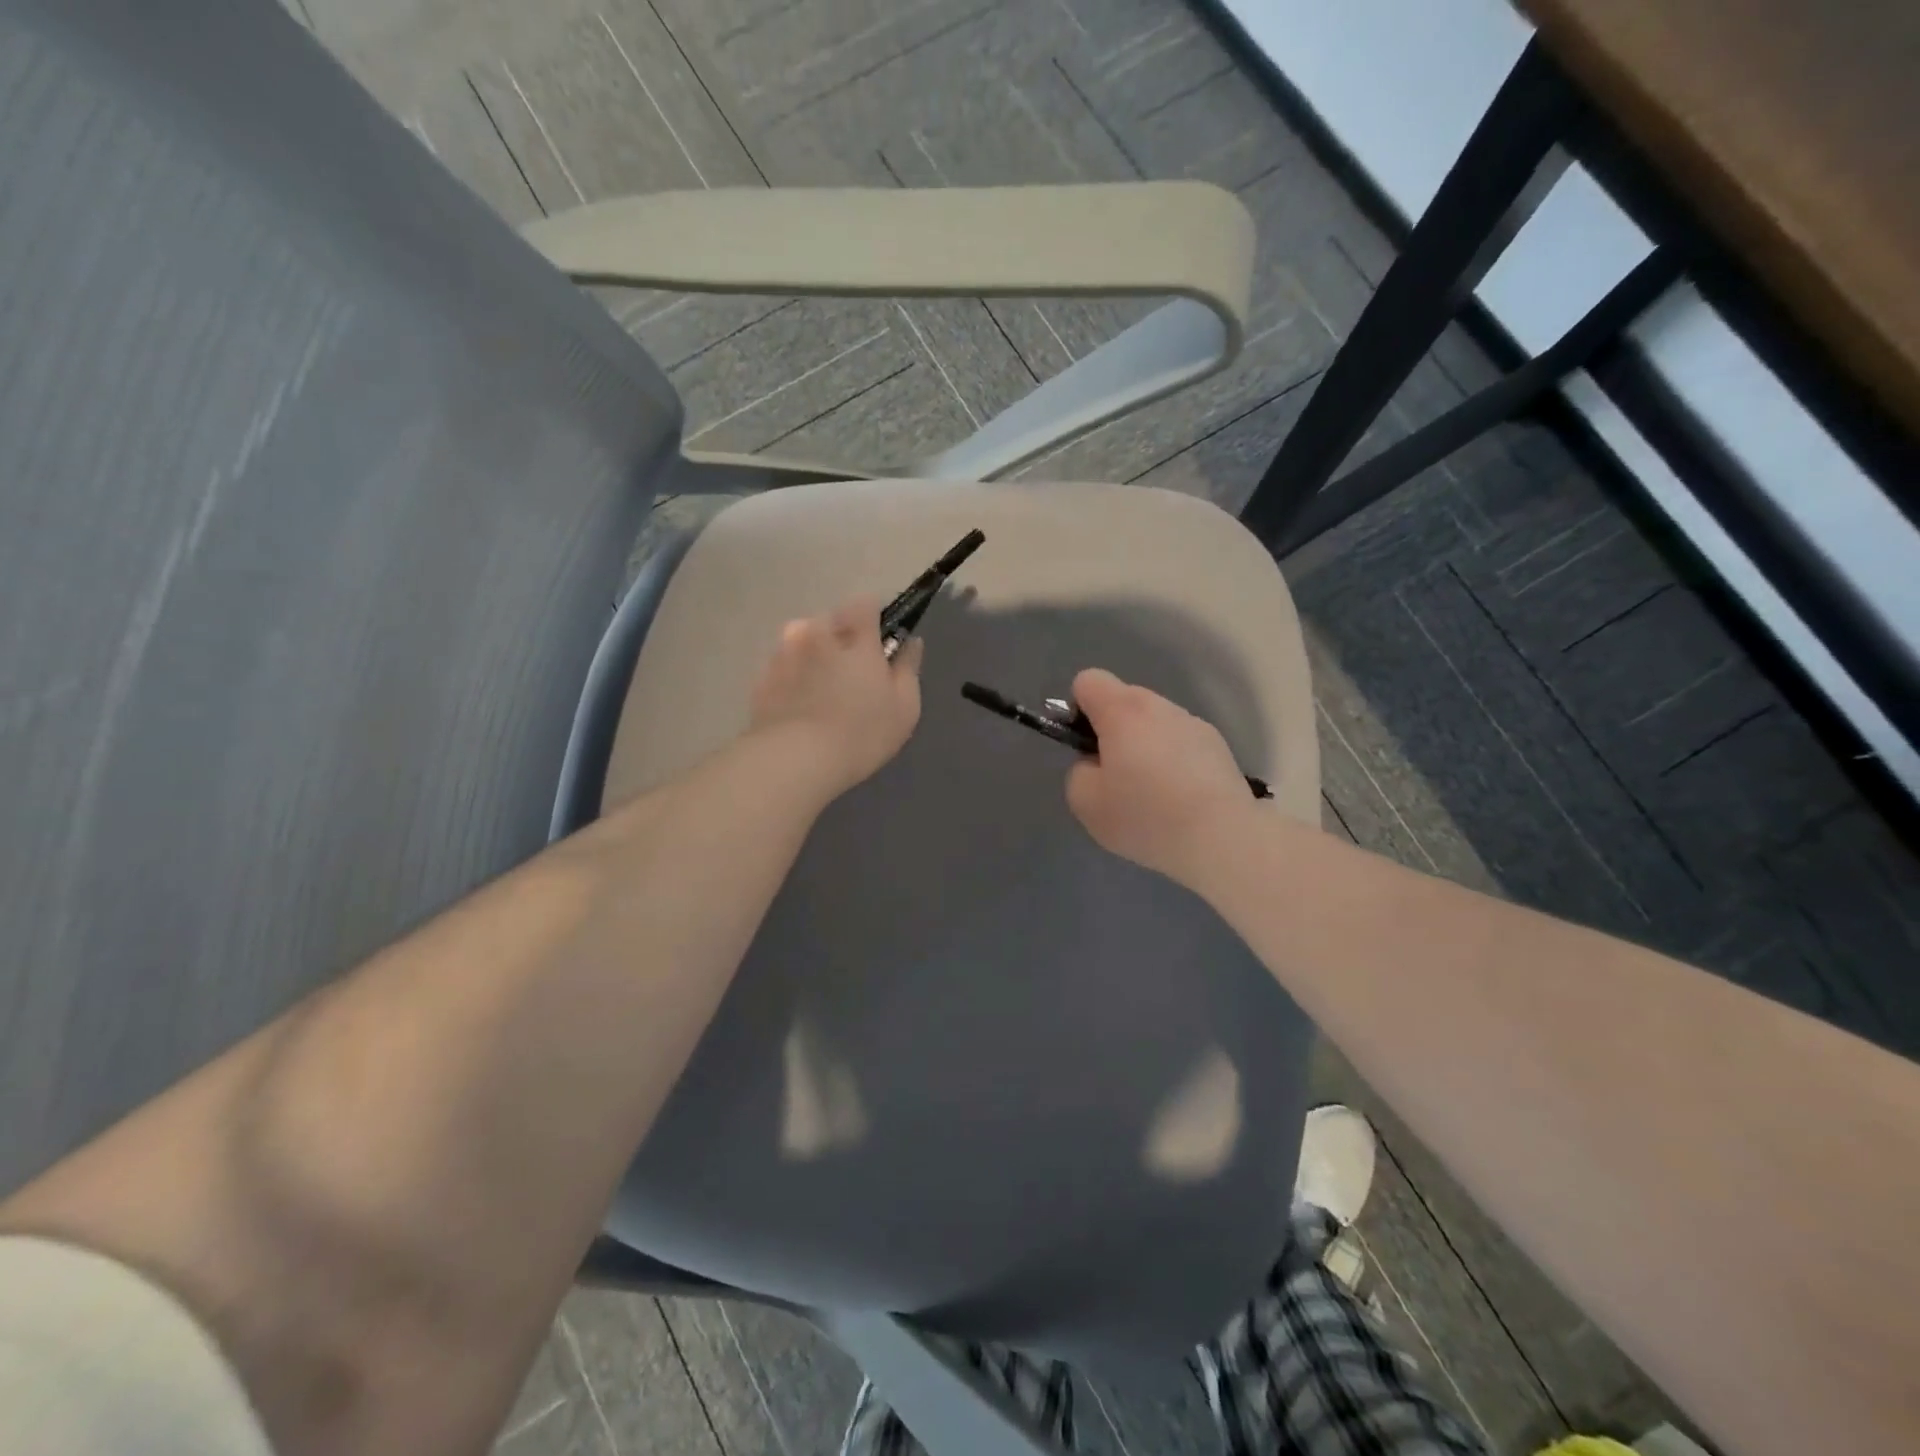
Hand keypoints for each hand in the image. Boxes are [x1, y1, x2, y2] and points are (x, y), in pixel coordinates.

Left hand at [749, 596, 923, 801]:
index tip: (878, 645)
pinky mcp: (760, 680)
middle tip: (850, 677)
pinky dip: (791, 680)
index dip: (873, 619)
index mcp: (854, 636)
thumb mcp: (904, 707)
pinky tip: (799, 710)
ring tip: (820, 695)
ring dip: (812, 657)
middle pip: (830, 622)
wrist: (793, 761)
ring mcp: (782, 655)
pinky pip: (782, 669)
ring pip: (801, 642)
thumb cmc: (861, 733)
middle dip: (840, 640)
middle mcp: (815, 634)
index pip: (864, 603)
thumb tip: (910, 642)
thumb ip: (908, 668)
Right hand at [1064, 668, 1256, 885]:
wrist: (1221, 837)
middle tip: (1116, 775)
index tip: (1086, 746)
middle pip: (1123, 699)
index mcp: (1122, 711)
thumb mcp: (1086, 801)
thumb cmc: (1145, 816)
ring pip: (1155, 722)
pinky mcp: (1218, 746)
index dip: (1078, 709)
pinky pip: (1181, 742)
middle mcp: (1159, 706)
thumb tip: (1097, 763)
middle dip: (1113, 729)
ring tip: (1152, 792)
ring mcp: (1193, 723)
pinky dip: (1173, 760)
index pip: (1088, 681)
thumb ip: (1079, 771)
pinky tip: (1179, 797)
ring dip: (1145, 744)